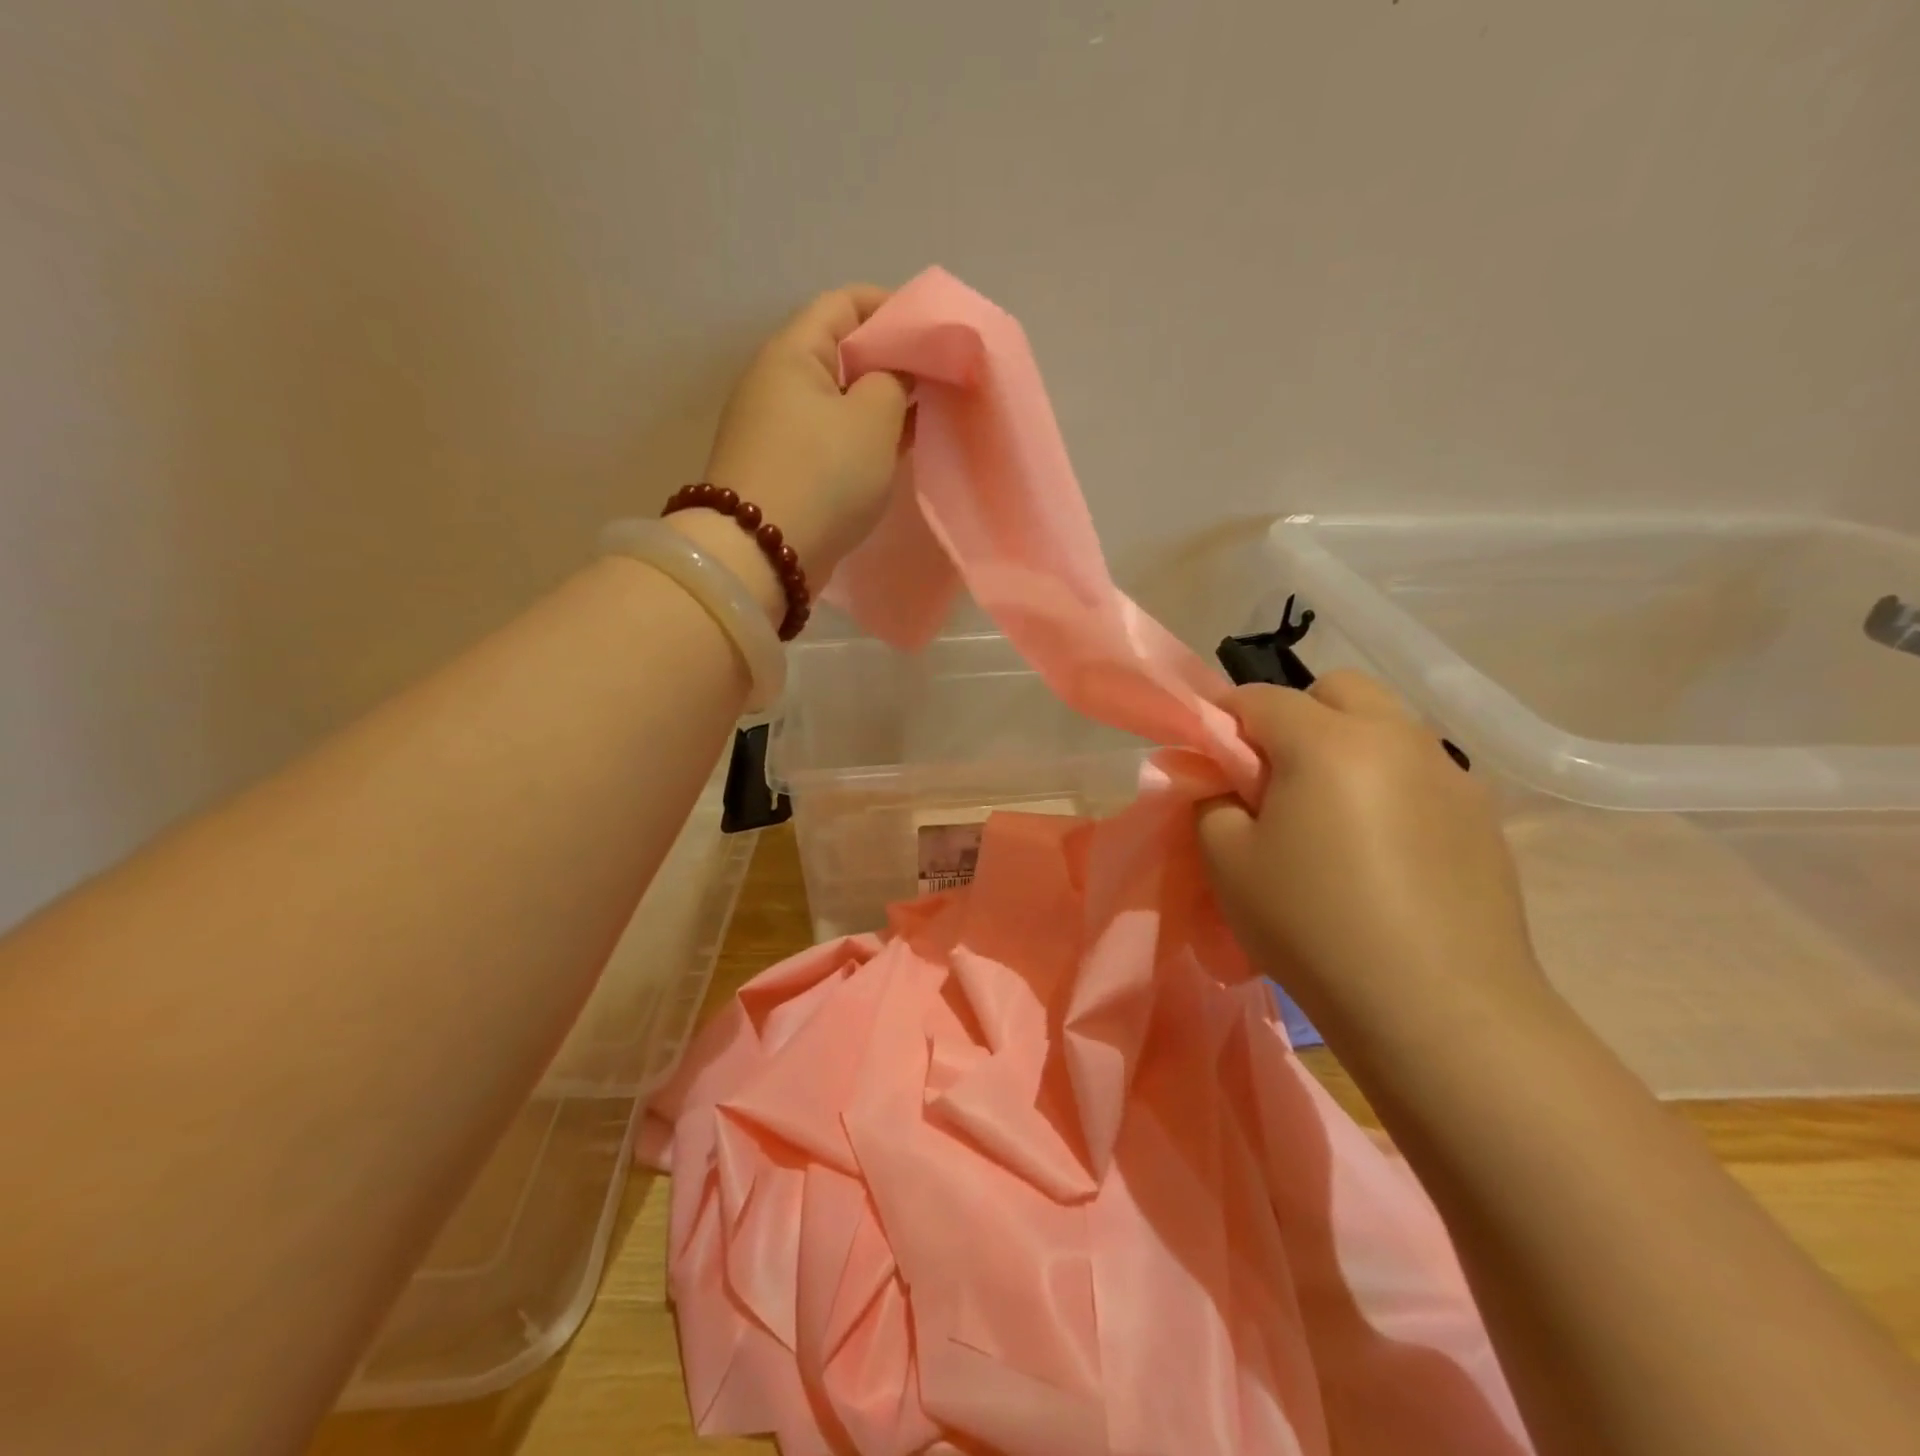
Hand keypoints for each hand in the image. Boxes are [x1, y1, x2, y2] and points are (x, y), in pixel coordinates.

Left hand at [701, 285, 911, 581]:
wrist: (762, 555)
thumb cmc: (822, 475)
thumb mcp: (873, 418)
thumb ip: (896, 381)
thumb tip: (896, 374)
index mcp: (793, 352)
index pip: (845, 303)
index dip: (893, 308)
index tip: (935, 333)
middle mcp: (778, 383)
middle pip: (843, 354)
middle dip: (893, 362)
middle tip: (940, 381)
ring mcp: (778, 430)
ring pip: (840, 402)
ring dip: (882, 407)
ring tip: (927, 418)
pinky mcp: (785, 471)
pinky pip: (832, 440)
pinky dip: (864, 440)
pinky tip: (896, 453)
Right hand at [1197, 673, 1547, 1040]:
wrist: (1440, 1010)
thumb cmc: (1314, 926)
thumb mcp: (1227, 861)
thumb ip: (1209, 799)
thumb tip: (1220, 777)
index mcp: (1328, 740)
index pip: (1260, 697)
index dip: (1225, 720)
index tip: (1213, 759)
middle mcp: (1396, 738)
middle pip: (1338, 690)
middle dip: (1296, 716)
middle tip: (1275, 779)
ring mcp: (1450, 773)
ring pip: (1386, 726)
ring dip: (1347, 745)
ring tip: (1331, 815)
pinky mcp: (1482, 814)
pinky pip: (1421, 771)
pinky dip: (1389, 782)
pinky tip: (1382, 848)